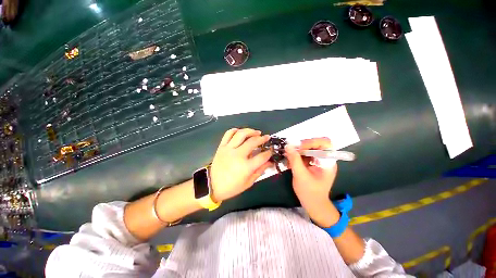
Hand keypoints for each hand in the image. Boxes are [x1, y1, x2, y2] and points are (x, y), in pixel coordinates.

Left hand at [209, 128, 272, 201]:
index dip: (269, 152)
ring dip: (250, 131)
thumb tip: (270, 162)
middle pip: (253, 142)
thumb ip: (260, 171)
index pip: (262, 156)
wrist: (212, 185)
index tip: (271, 150)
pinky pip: (228, 134)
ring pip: (241, 134)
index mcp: (246, 167)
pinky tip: (241, 132)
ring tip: (256, 132)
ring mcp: (228, 149)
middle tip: (266, 137)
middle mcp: (238, 155)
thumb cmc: (232, 187)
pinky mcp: (222, 146)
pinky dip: (235, 130)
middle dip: (262, 138)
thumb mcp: (248, 182)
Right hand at [285, 137, 339, 226]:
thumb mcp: (300, 175)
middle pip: (315, 144)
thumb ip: (294, 159)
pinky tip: (290, 161)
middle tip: (291, 150)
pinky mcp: (312, 163)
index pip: (324, 142)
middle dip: (302, 146)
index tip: (299, 147)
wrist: (313, 204)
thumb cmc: (310, 192)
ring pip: (308, 148)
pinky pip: (304, 154)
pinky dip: (297, 156)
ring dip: (298, 151)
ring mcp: (318, 160)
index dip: (312, 142)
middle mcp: (325, 158)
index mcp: (328, 161)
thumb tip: (288, 145)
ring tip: (289, 156)